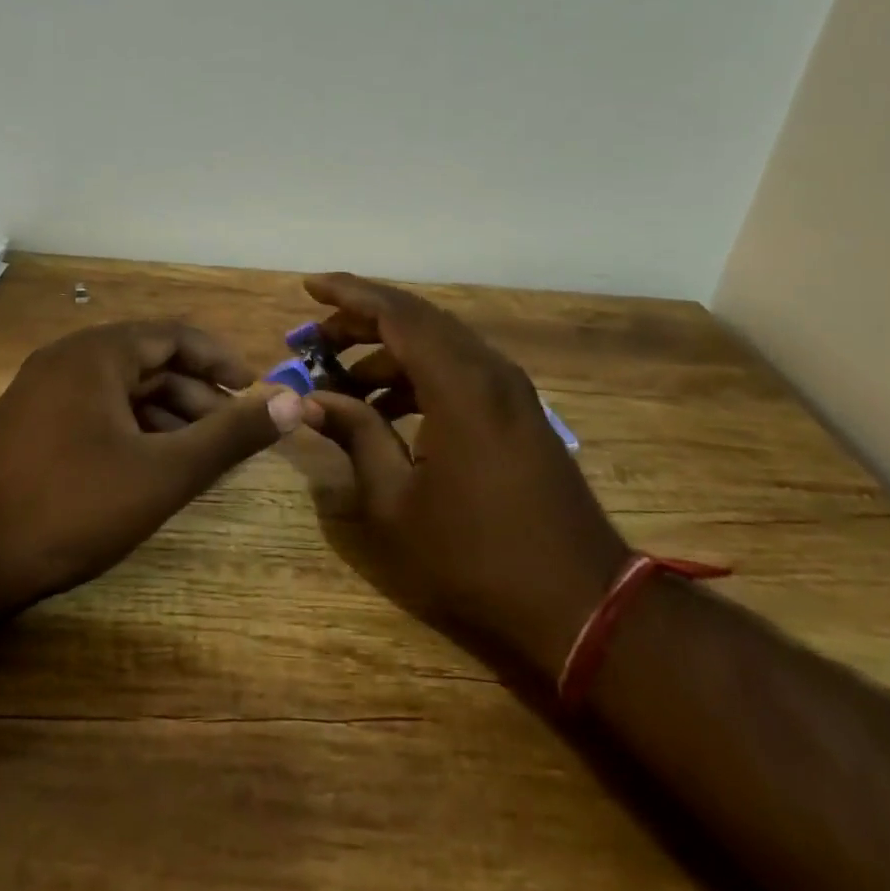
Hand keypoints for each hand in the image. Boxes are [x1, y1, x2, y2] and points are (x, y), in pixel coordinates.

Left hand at [0, 320, 303, 606]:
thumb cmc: (72, 505)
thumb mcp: (164, 472)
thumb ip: (231, 434)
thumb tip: (293, 400)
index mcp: (98, 353)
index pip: (176, 335)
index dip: (222, 360)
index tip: (255, 391)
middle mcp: (67, 359)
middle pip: (149, 362)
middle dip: (197, 395)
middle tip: (233, 433)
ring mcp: (41, 392)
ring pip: (122, 391)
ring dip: (166, 416)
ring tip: (199, 456)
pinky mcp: (28, 425)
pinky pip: (95, 412)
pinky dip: (132, 431)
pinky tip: (149, 468)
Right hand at [301, 273, 628, 665]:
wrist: (580, 603)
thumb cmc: (476, 557)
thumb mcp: (395, 502)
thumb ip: (356, 436)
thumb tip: (312, 401)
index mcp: (460, 385)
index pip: (397, 314)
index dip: (349, 295)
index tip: (309, 287)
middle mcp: (490, 372)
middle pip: (419, 321)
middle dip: (362, 322)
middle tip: (315, 341)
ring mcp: (511, 392)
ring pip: (440, 346)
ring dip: (389, 353)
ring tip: (342, 381)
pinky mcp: (519, 414)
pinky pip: (459, 371)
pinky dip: (417, 376)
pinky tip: (387, 408)